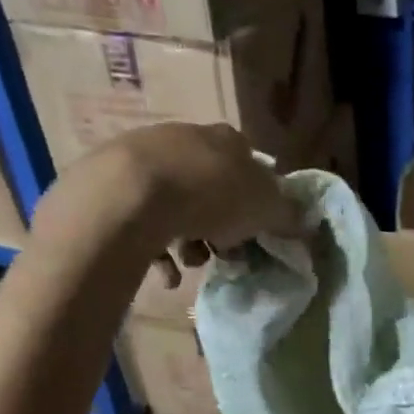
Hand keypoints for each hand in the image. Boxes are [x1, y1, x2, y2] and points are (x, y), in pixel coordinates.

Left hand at [32, 123, 303, 271]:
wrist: (129, 196)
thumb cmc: (211, 195)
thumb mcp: (267, 208)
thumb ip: (288, 216)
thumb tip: (304, 224)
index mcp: (225, 139)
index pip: (249, 164)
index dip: (257, 198)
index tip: (257, 227)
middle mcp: (184, 139)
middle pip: (211, 187)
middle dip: (221, 224)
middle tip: (226, 251)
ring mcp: (143, 159)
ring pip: (177, 205)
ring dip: (190, 240)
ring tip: (193, 264)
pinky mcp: (109, 185)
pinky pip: (142, 222)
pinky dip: (157, 250)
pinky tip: (166, 274)